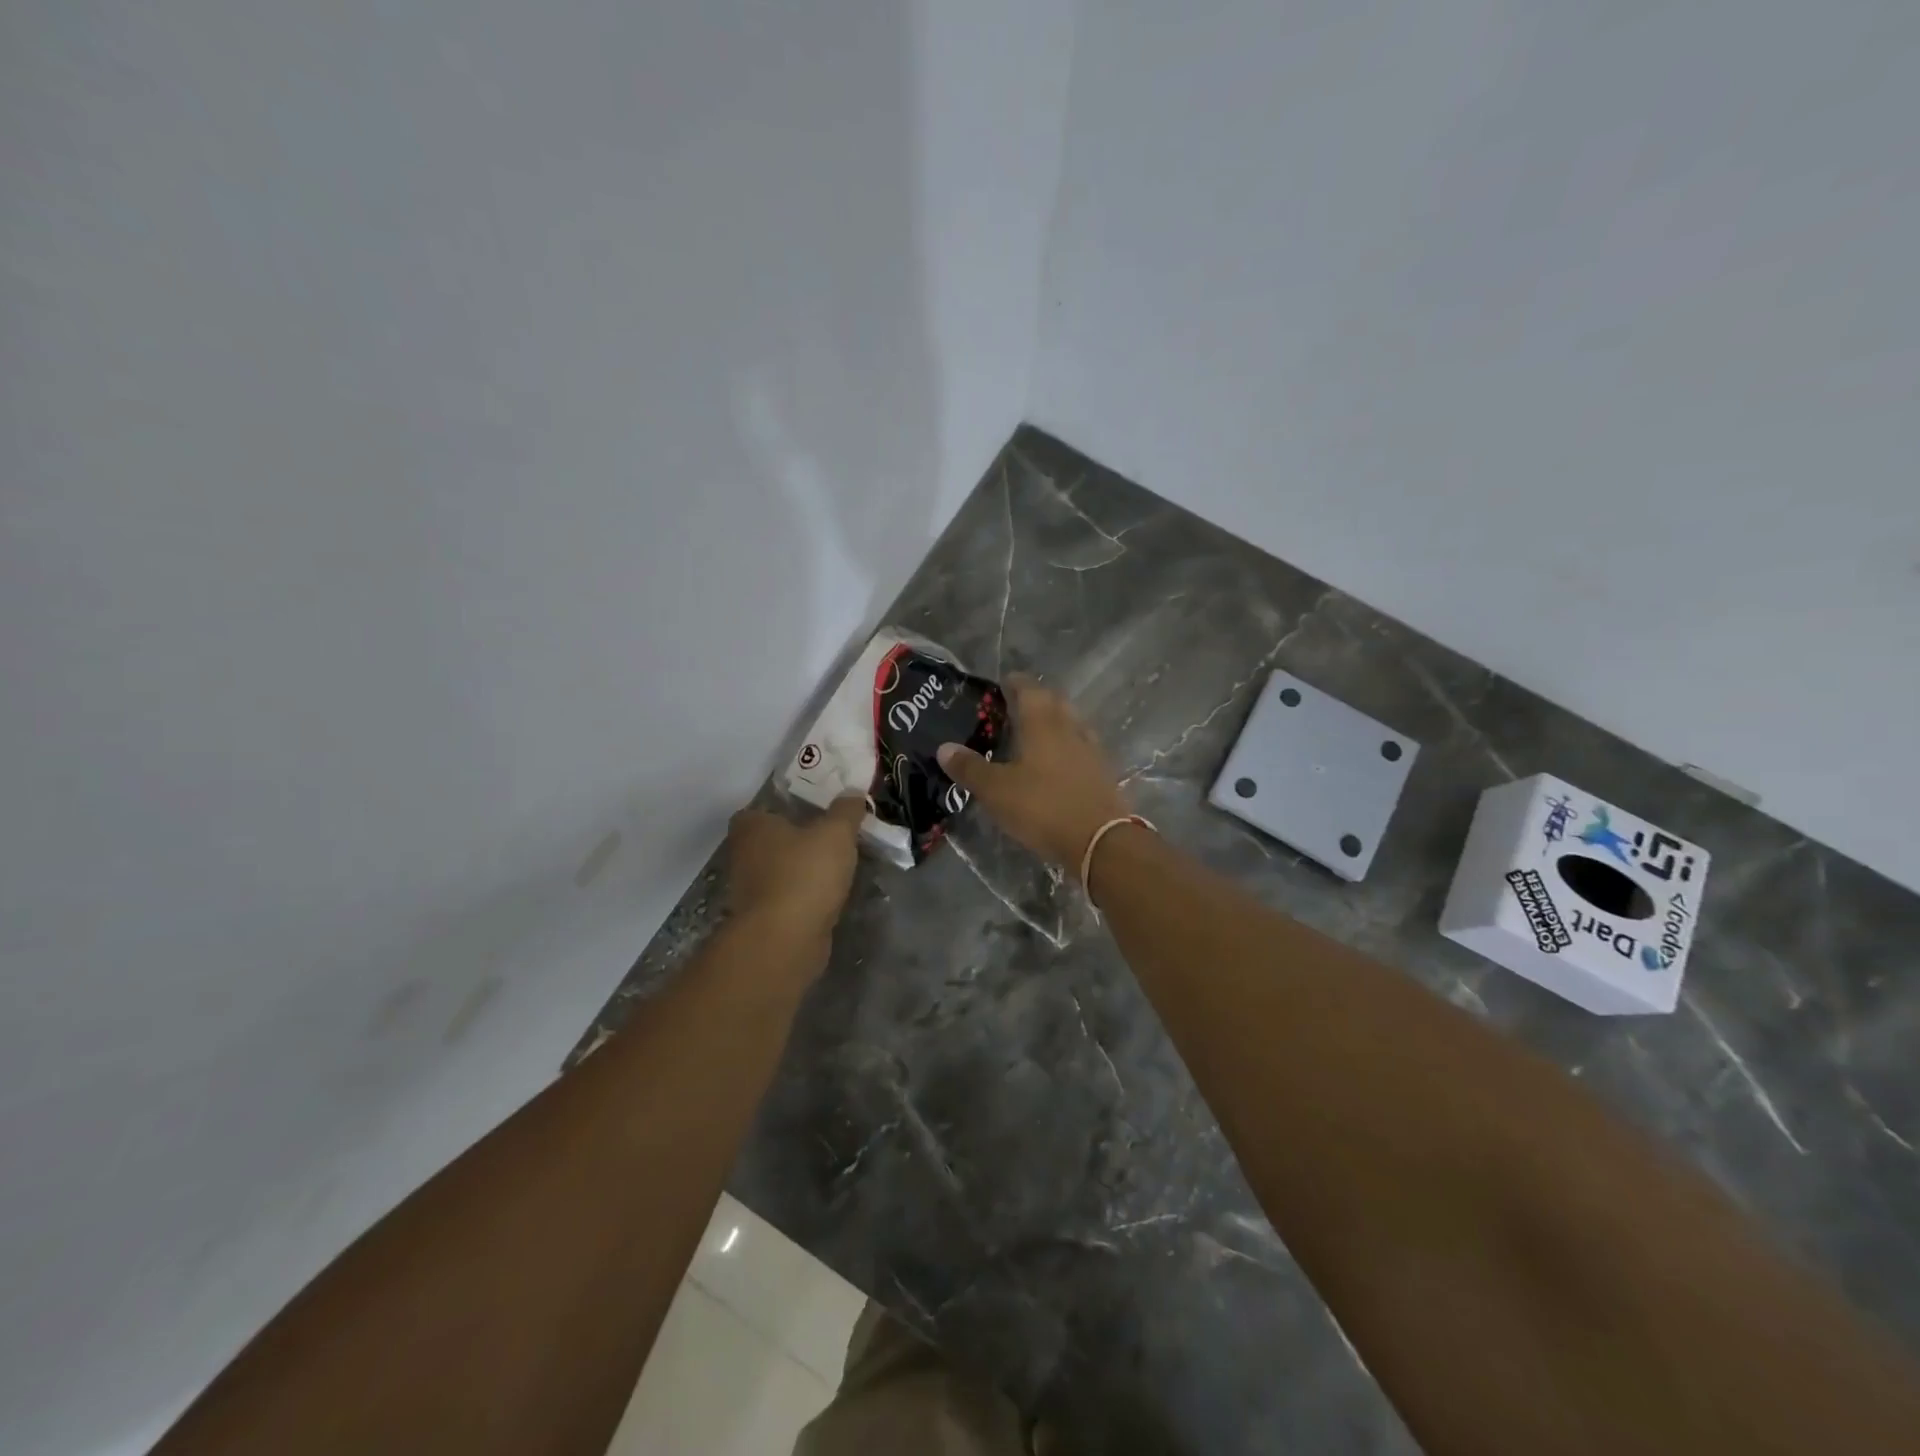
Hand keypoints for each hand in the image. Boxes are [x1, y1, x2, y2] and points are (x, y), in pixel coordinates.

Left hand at [726, 797, 865, 949]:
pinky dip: (805, 896)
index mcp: (751, 826)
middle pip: (772, 840)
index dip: (786, 807)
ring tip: (838, 866)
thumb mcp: (836, 833)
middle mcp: (743, 855)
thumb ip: (846, 810)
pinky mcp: (764, 919)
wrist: (785, 940)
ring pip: (781, 870)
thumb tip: (852, 792)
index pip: (763, 809)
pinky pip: (788, 897)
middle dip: (798, 840)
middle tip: (833, 836)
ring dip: (803, 870)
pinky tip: (830, 895)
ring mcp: (750, 890)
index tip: (815, 810)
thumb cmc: (804, 874)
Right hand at [936, 674, 1130, 867]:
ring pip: (1071, 724)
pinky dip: (1068, 747)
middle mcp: (1070, 728)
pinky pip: (1082, 748)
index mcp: (1042, 723)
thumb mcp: (996, 791)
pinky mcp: (1103, 773)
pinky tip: (1058, 764)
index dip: (1014, 683)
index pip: (1029, 689)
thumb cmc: (1043, 807)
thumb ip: (970, 768)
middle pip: (1054, 702)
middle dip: (1036, 699)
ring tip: (1034, 735)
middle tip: (1015, 708)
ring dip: (1054, 722)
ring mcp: (1091, 750)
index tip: (1001, 684)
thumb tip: (944, 747)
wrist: (1101, 841)